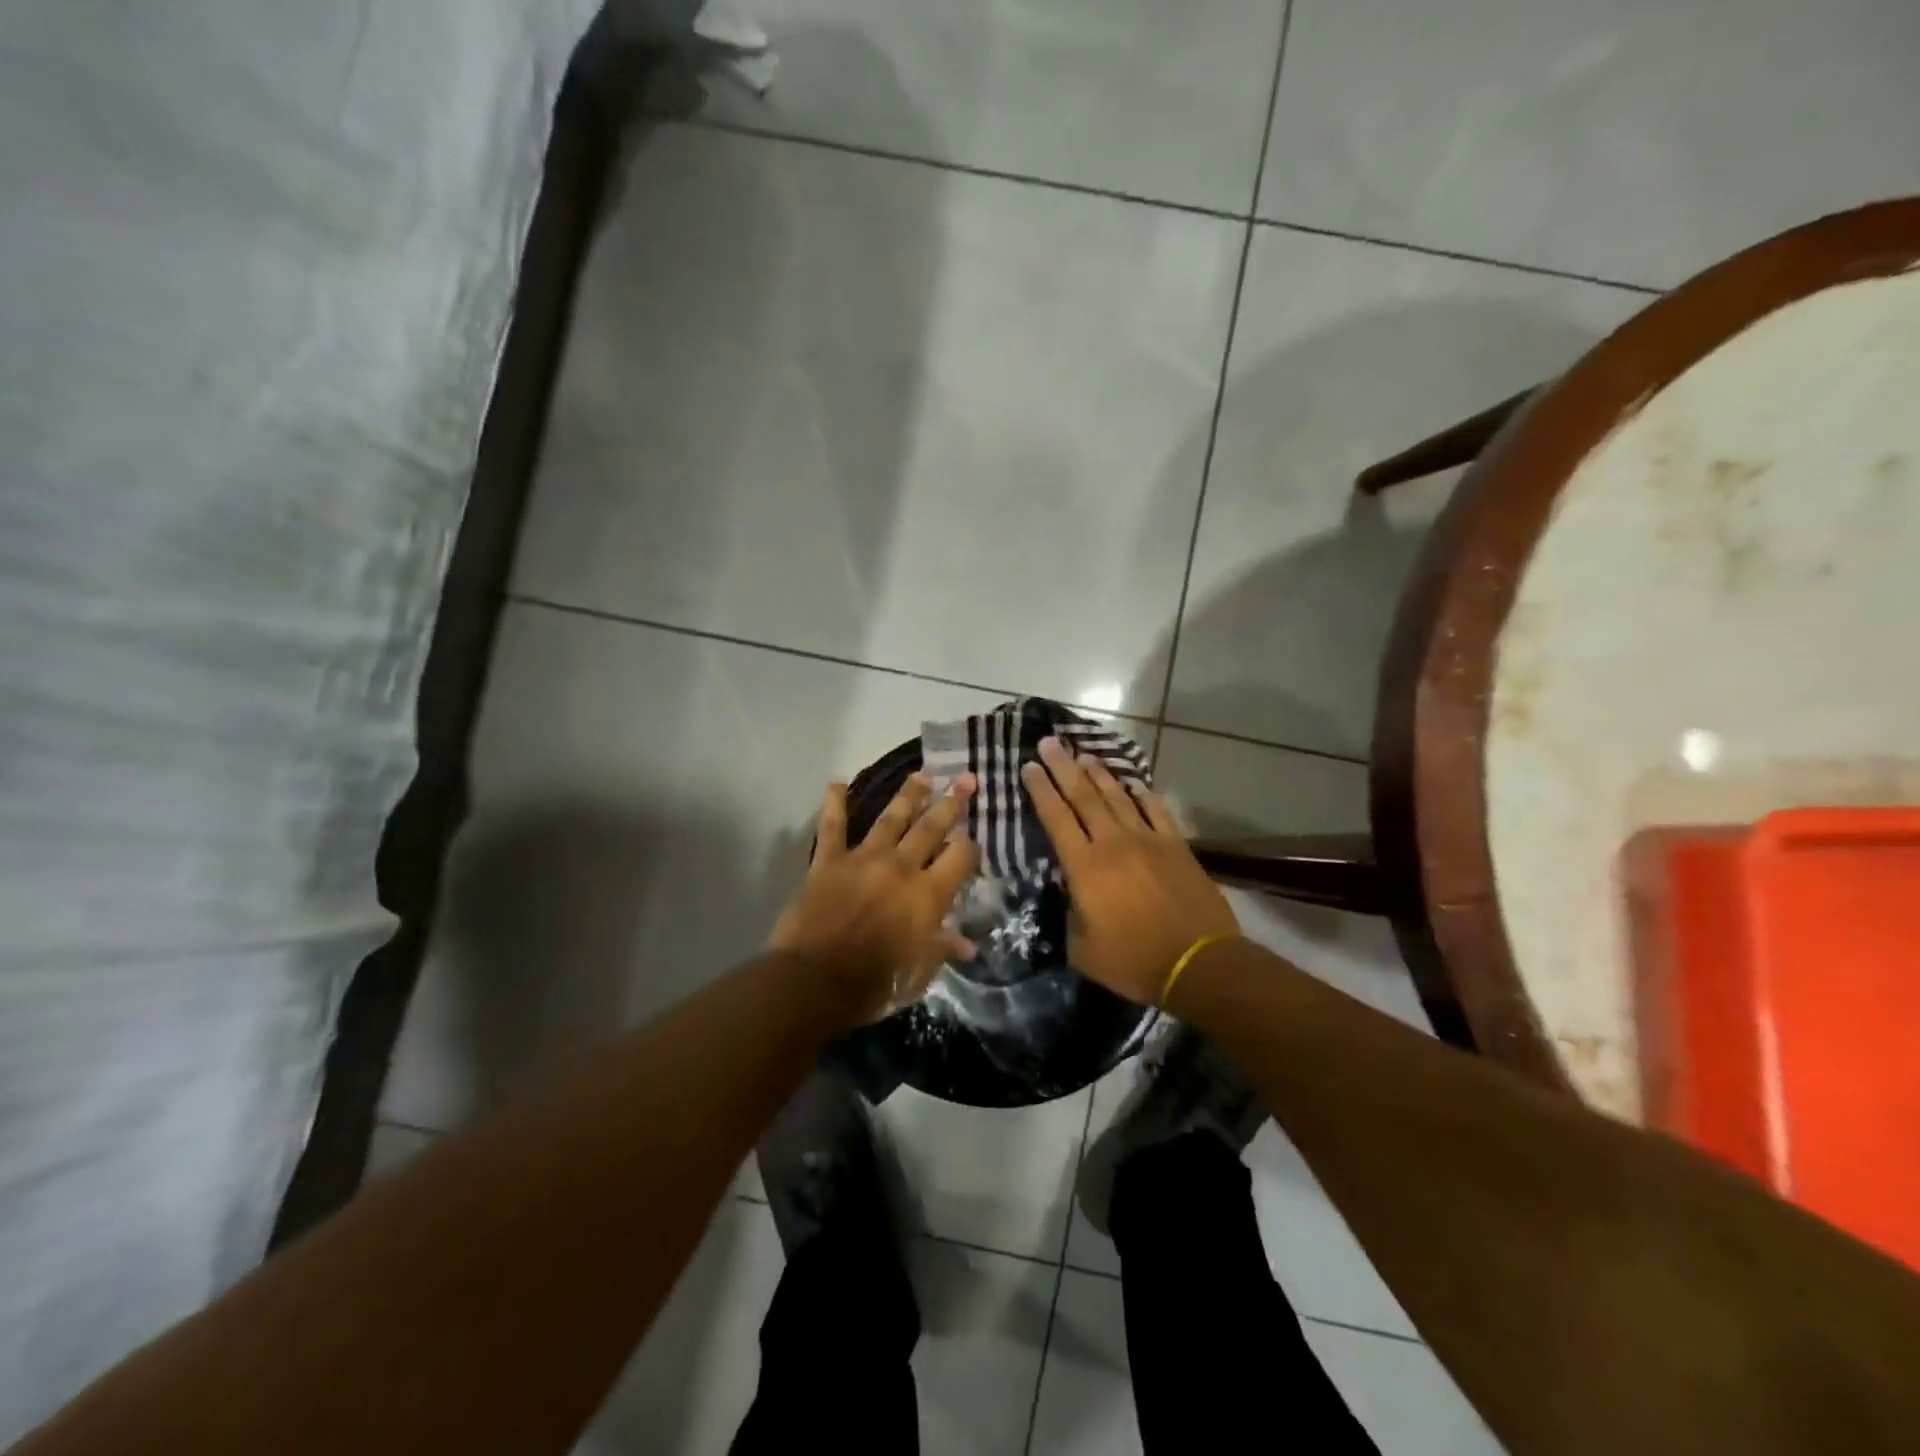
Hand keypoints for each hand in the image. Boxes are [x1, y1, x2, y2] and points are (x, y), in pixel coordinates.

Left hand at [770, 772, 981, 1022]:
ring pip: (891, 818)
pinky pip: (833, 827)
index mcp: (928, 894)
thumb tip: (968, 944)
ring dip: (908, 795)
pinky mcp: (829, 861)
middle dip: (951, 802)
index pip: (961, 855)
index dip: (970, 846)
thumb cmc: (874, 984)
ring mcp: (863, 859)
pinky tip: (836, 781)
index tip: (973, 841)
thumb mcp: (918, 973)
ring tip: (921, 775)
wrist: (814, 981)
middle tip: (965, 778)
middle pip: (931, 827)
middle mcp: (901, 867)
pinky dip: (834, 803)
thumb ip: (942, 949)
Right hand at [1021, 737, 1238, 1005]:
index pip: (1056, 817)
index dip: (1040, 790)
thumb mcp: (1082, 949)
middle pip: (1083, 796)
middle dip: (1063, 767)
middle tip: (1049, 742)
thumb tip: (1072, 894)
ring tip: (1084, 755)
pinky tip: (1133, 784)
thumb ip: (1071, 915)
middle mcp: (1113, 842)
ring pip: (1118, 797)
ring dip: (1098, 774)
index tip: (1028, 766)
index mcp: (1085, 866)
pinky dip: (1142, 795)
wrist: (1199, 963)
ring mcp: (1148, 840)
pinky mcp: (1176, 846)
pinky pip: (1155, 810)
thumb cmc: (1134, 961)